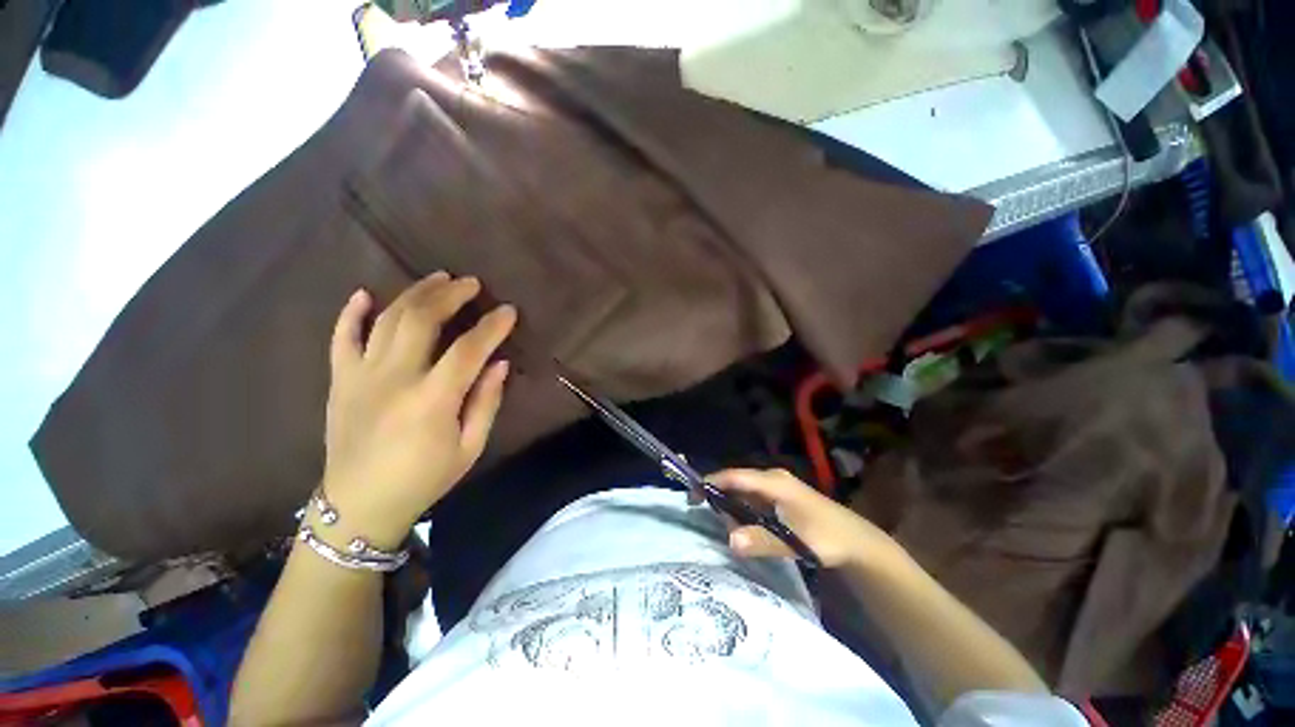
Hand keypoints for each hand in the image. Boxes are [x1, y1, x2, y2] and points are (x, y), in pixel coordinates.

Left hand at [321, 272, 516, 547]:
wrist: (358, 505)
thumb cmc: (424, 479)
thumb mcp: (470, 447)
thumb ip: (486, 402)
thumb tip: (500, 364)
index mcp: (432, 399)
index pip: (469, 349)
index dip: (492, 326)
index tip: (509, 310)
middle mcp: (394, 378)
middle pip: (422, 320)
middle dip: (450, 295)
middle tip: (471, 283)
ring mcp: (360, 376)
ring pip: (387, 319)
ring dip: (415, 293)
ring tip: (437, 278)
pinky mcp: (339, 380)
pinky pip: (341, 337)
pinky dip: (352, 312)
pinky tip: (365, 294)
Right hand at [703, 469, 902, 568]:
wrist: (858, 542)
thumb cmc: (827, 538)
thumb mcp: (795, 542)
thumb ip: (762, 541)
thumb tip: (730, 540)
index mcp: (774, 482)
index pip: (734, 476)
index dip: (711, 482)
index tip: (692, 495)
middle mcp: (772, 479)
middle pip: (736, 482)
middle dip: (720, 498)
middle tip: (708, 518)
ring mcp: (777, 487)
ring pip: (744, 492)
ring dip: (732, 507)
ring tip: (725, 526)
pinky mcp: (781, 497)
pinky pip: (753, 499)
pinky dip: (743, 511)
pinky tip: (744, 526)